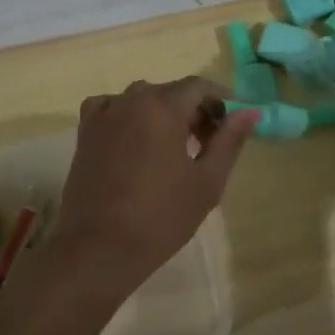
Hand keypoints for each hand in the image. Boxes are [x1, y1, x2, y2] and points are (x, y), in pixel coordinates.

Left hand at [45, 77, 257, 305]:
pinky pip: (111, 109)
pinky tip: (135, 140)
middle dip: (194, 110)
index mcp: (163, 107)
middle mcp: (131, 100)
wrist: (100, 248)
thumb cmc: (161, 217)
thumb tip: (249, 111)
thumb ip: (229, 140)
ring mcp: (103, 115)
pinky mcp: (84, 133)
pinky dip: (128, 116)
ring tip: (175, 147)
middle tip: (209, 142)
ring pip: (141, 100)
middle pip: (170, 91)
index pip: (198, 86)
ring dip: (163, 113)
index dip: (220, 99)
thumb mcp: (207, 181)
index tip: (233, 121)